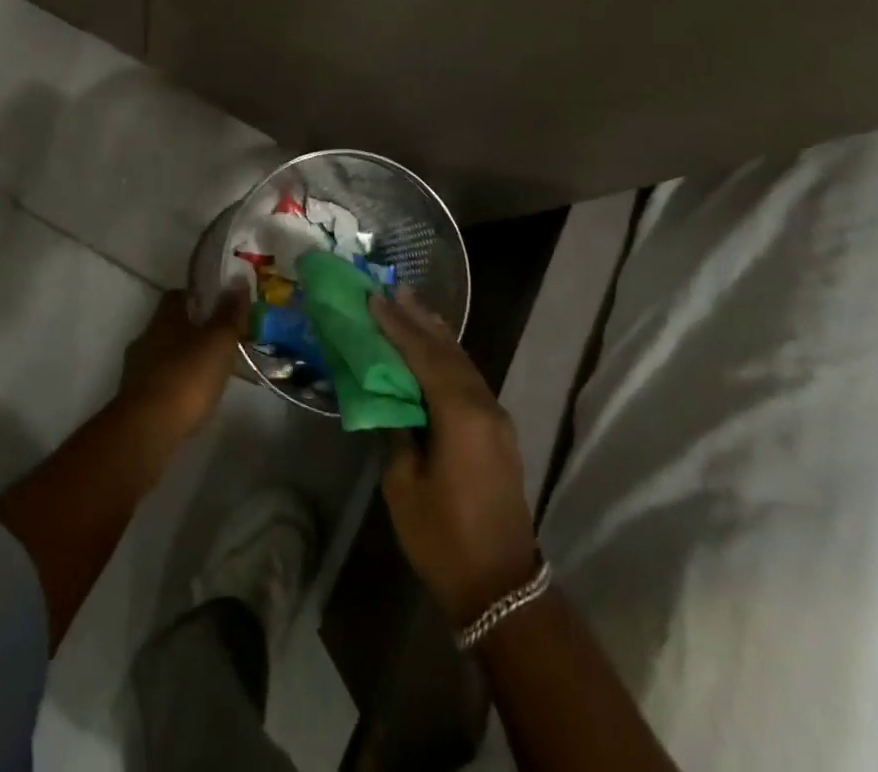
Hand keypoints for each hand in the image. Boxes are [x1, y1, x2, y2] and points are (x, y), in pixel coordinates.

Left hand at [117, 289, 245, 444]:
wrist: (148, 427)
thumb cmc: (188, 375)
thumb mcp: (219, 341)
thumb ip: (229, 313)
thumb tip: (237, 279)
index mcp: (165, 317)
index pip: (177, 295)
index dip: (197, 298)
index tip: (217, 307)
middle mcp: (146, 336)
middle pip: (169, 325)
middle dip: (190, 331)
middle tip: (217, 343)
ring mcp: (135, 368)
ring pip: (162, 354)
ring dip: (180, 360)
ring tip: (206, 374)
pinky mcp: (132, 398)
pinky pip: (157, 382)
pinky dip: (172, 385)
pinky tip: (189, 399)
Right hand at [370, 291, 540, 627]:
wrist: (502, 588)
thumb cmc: (444, 539)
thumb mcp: (403, 486)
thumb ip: (395, 432)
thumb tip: (388, 401)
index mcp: (460, 414)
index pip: (424, 355)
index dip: (397, 325)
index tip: (374, 298)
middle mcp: (484, 405)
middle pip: (448, 350)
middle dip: (419, 319)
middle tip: (393, 290)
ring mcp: (496, 417)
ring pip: (463, 361)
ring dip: (435, 333)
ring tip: (410, 306)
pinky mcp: (498, 431)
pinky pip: (469, 378)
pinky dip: (447, 356)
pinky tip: (433, 349)